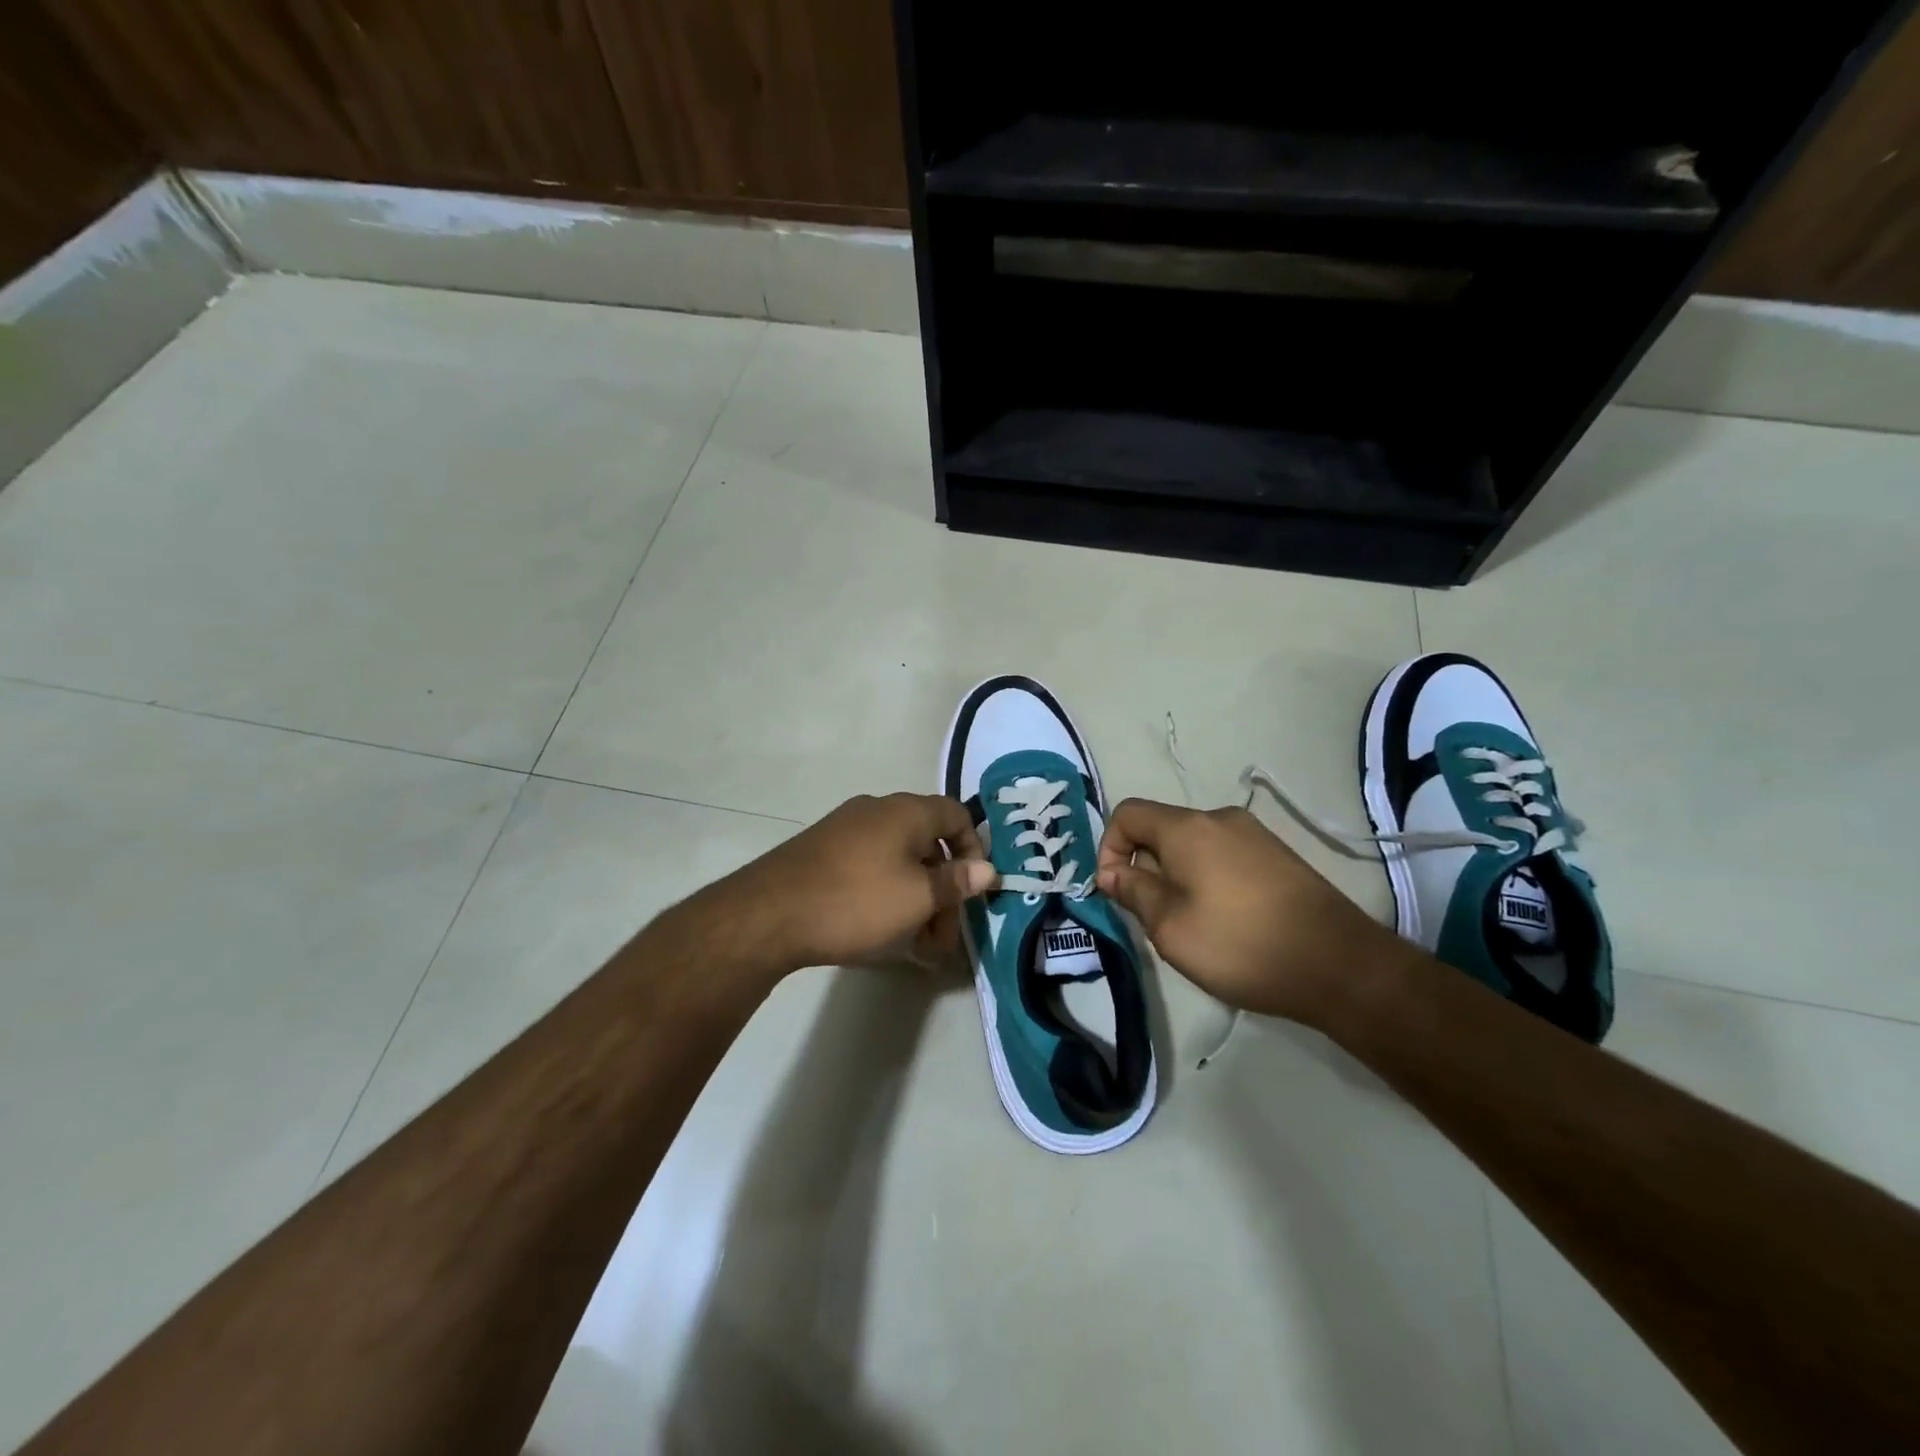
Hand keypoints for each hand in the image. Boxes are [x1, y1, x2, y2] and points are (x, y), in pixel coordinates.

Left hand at [714, 793, 996, 973]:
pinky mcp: (822, 851)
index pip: (957, 815)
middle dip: (943, 890)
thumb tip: (989, 870)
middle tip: (942, 938)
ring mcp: (845, 828)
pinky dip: (886, 893)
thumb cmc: (857, 901)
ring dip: (916, 897)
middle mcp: (877, 810)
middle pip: (928, 843)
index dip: (974, 850)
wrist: (769, 914)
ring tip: (914, 944)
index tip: (973, 890)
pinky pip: (870, 866)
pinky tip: (880, 929)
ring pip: (899, 859)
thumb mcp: (917, 897)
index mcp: (906, 811)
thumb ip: (956, 882)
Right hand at [1096, 799, 1408, 1024]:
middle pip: (1161, 829)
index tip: (1114, 892)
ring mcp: (1254, 834)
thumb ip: (1134, 893)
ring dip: (1175, 876)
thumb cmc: (1241, 945)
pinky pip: (1223, 856)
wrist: (1340, 965)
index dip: (1108, 848)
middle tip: (1153, 917)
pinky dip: (1207, 878)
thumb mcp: (1170, 928)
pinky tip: (1225, 920)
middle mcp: (1220, 818)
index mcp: (1187, 828)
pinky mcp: (1277, 855)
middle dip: (1144, 867)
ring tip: (1190, 923)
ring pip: (1192, 845)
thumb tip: (1112, 873)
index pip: (1127, 814)